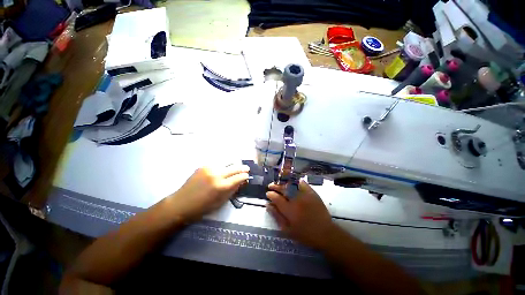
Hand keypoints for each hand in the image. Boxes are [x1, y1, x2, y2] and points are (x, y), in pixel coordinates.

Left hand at [169, 165, 249, 220]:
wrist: (181, 203)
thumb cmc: (202, 207)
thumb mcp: (221, 201)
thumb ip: (233, 190)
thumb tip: (241, 181)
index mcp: (221, 186)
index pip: (239, 177)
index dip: (245, 176)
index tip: (247, 176)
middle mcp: (216, 174)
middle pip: (234, 167)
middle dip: (242, 168)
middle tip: (246, 169)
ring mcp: (209, 168)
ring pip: (227, 163)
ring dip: (232, 166)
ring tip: (235, 169)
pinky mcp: (203, 166)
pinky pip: (218, 164)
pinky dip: (223, 166)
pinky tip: (223, 170)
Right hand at [266, 180, 336, 249]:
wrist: (325, 232)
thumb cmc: (305, 234)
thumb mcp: (287, 230)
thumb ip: (277, 216)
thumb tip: (268, 205)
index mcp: (289, 210)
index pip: (276, 198)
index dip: (270, 194)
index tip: (268, 194)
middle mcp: (296, 199)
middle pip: (283, 188)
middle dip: (275, 186)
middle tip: (271, 186)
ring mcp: (304, 195)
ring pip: (291, 184)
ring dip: (283, 182)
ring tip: (279, 183)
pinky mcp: (312, 193)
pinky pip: (302, 183)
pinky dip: (295, 181)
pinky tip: (291, 182)